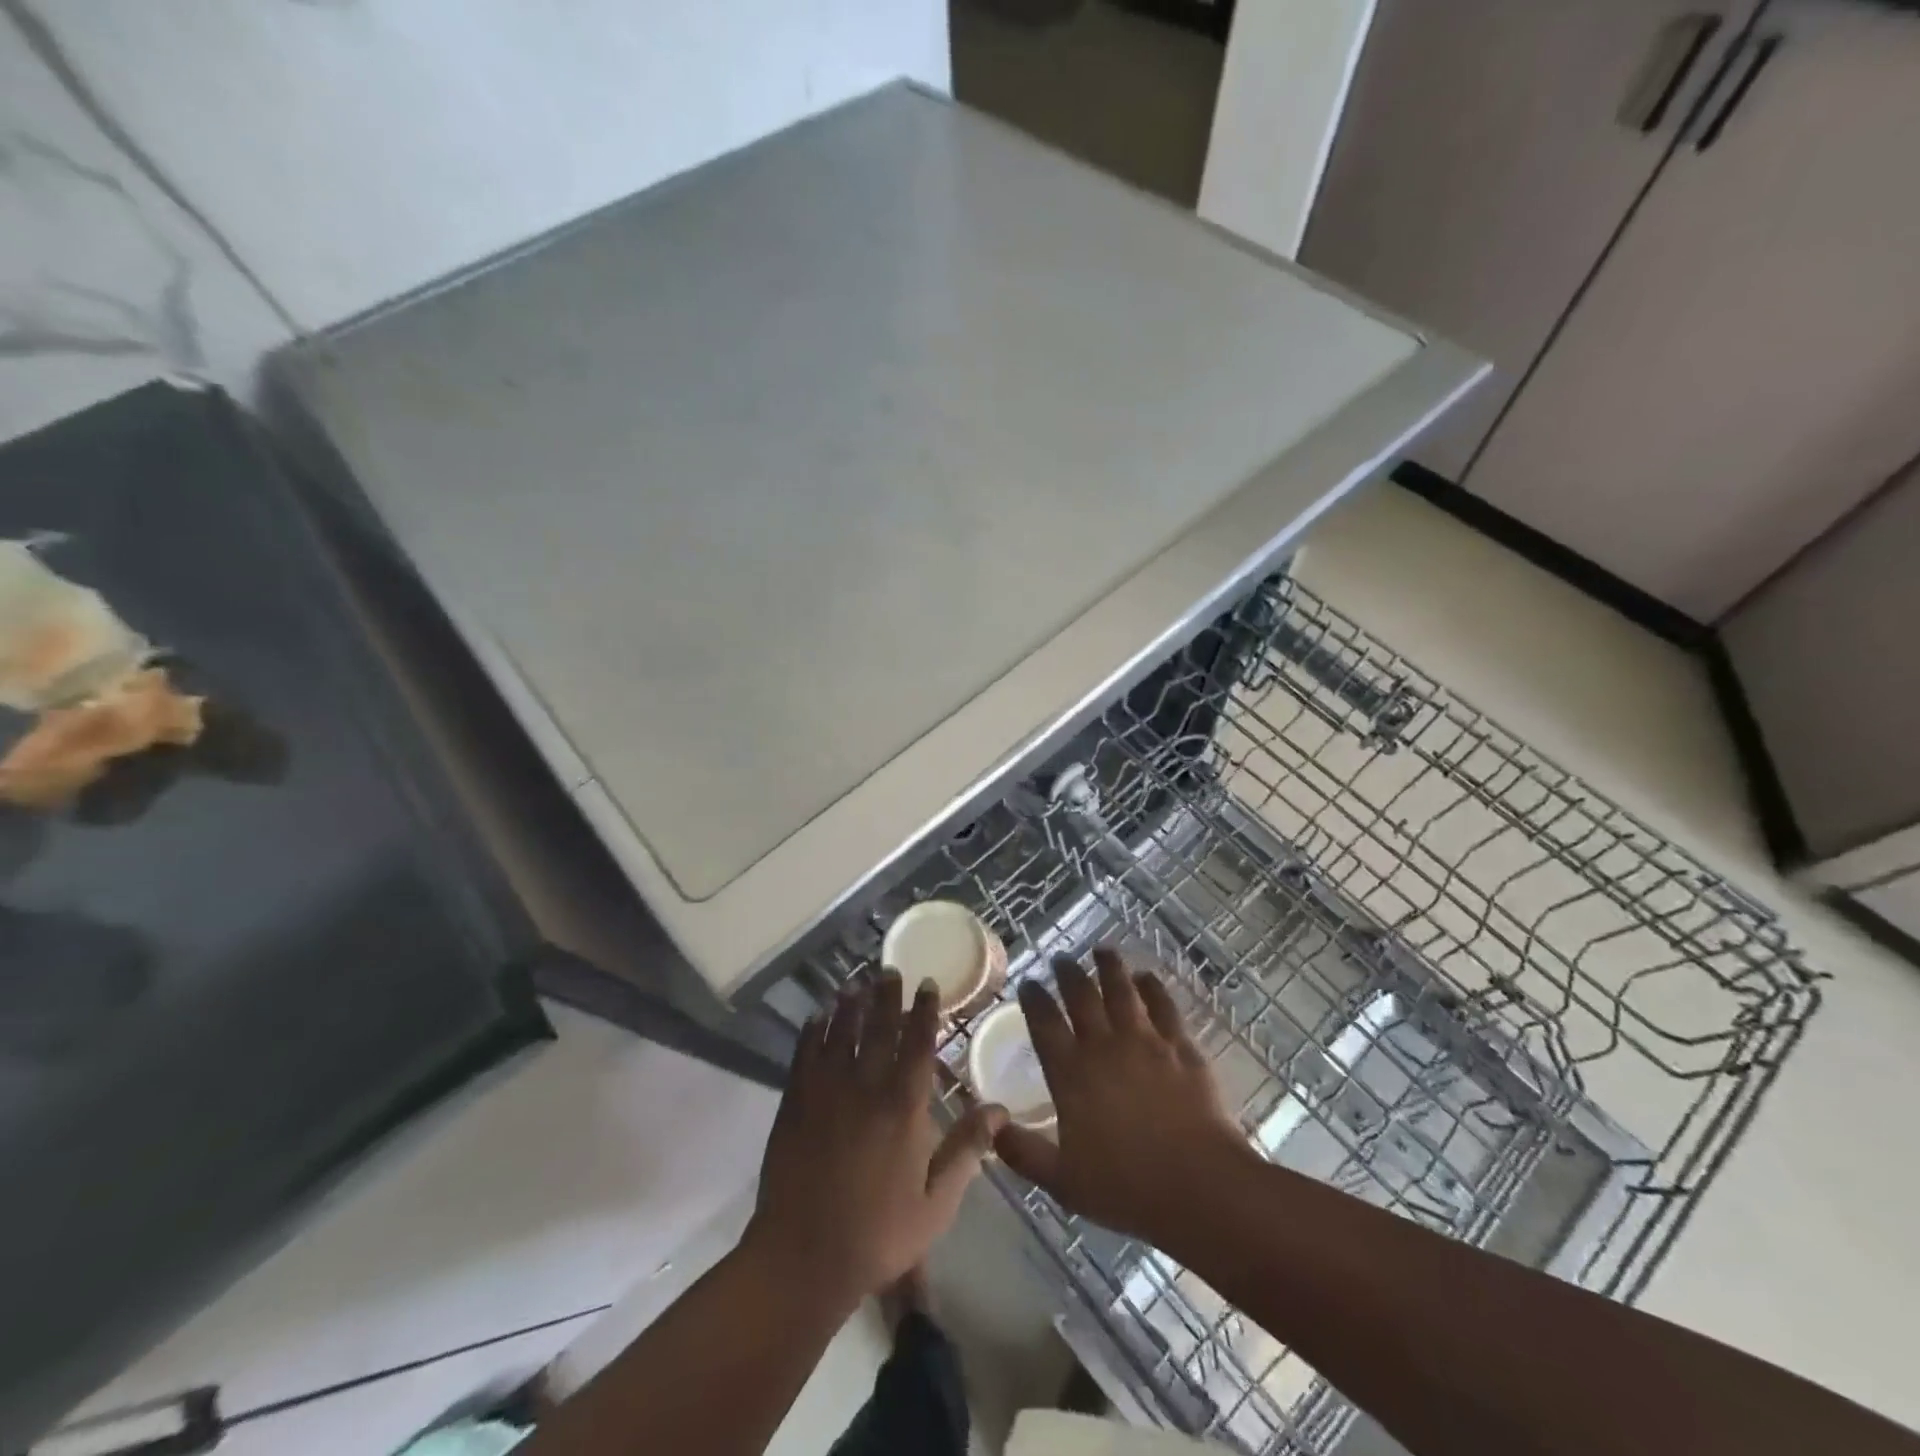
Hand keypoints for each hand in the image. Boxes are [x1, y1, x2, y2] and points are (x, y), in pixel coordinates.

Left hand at [744, 972, 1006, 1310]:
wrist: (803, 1257)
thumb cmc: (878, 1233)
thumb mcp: (936, 1203)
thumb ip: (967, 1150)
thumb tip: (1001, 1109)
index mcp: (903, 1108)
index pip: (918, 1045)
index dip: (924, 1012)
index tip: (926, 984)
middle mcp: (865, 1088)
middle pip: (878, 1029)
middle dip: (886, 997)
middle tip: (888, 970)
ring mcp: (826, 1092)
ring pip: (840, 1034)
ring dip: (849, 1006)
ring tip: (855, 983)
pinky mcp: (795, 1103)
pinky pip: (804, 1055)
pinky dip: (812, 1032)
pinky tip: (816, 1018)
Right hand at [995, 948, 1253, 1244]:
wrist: (1200, 1186)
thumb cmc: (1127, 1187)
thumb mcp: (1063, 1181)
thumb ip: (1023, 1153)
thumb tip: (990, 1128)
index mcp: (1071, 1074)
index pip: (1045, 1024)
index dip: (1034, 999)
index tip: (1029, 983)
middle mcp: (1104, 1046)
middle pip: (1081, 997)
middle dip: (1068, 974)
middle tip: (1061, 958)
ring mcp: (1145, 1042)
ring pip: (1122, 991)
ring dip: (1110, 967)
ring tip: (1102, 950)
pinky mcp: (1181, 1046)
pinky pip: (1163, 1006)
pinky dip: (1153, 987)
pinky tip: (1148, 977)